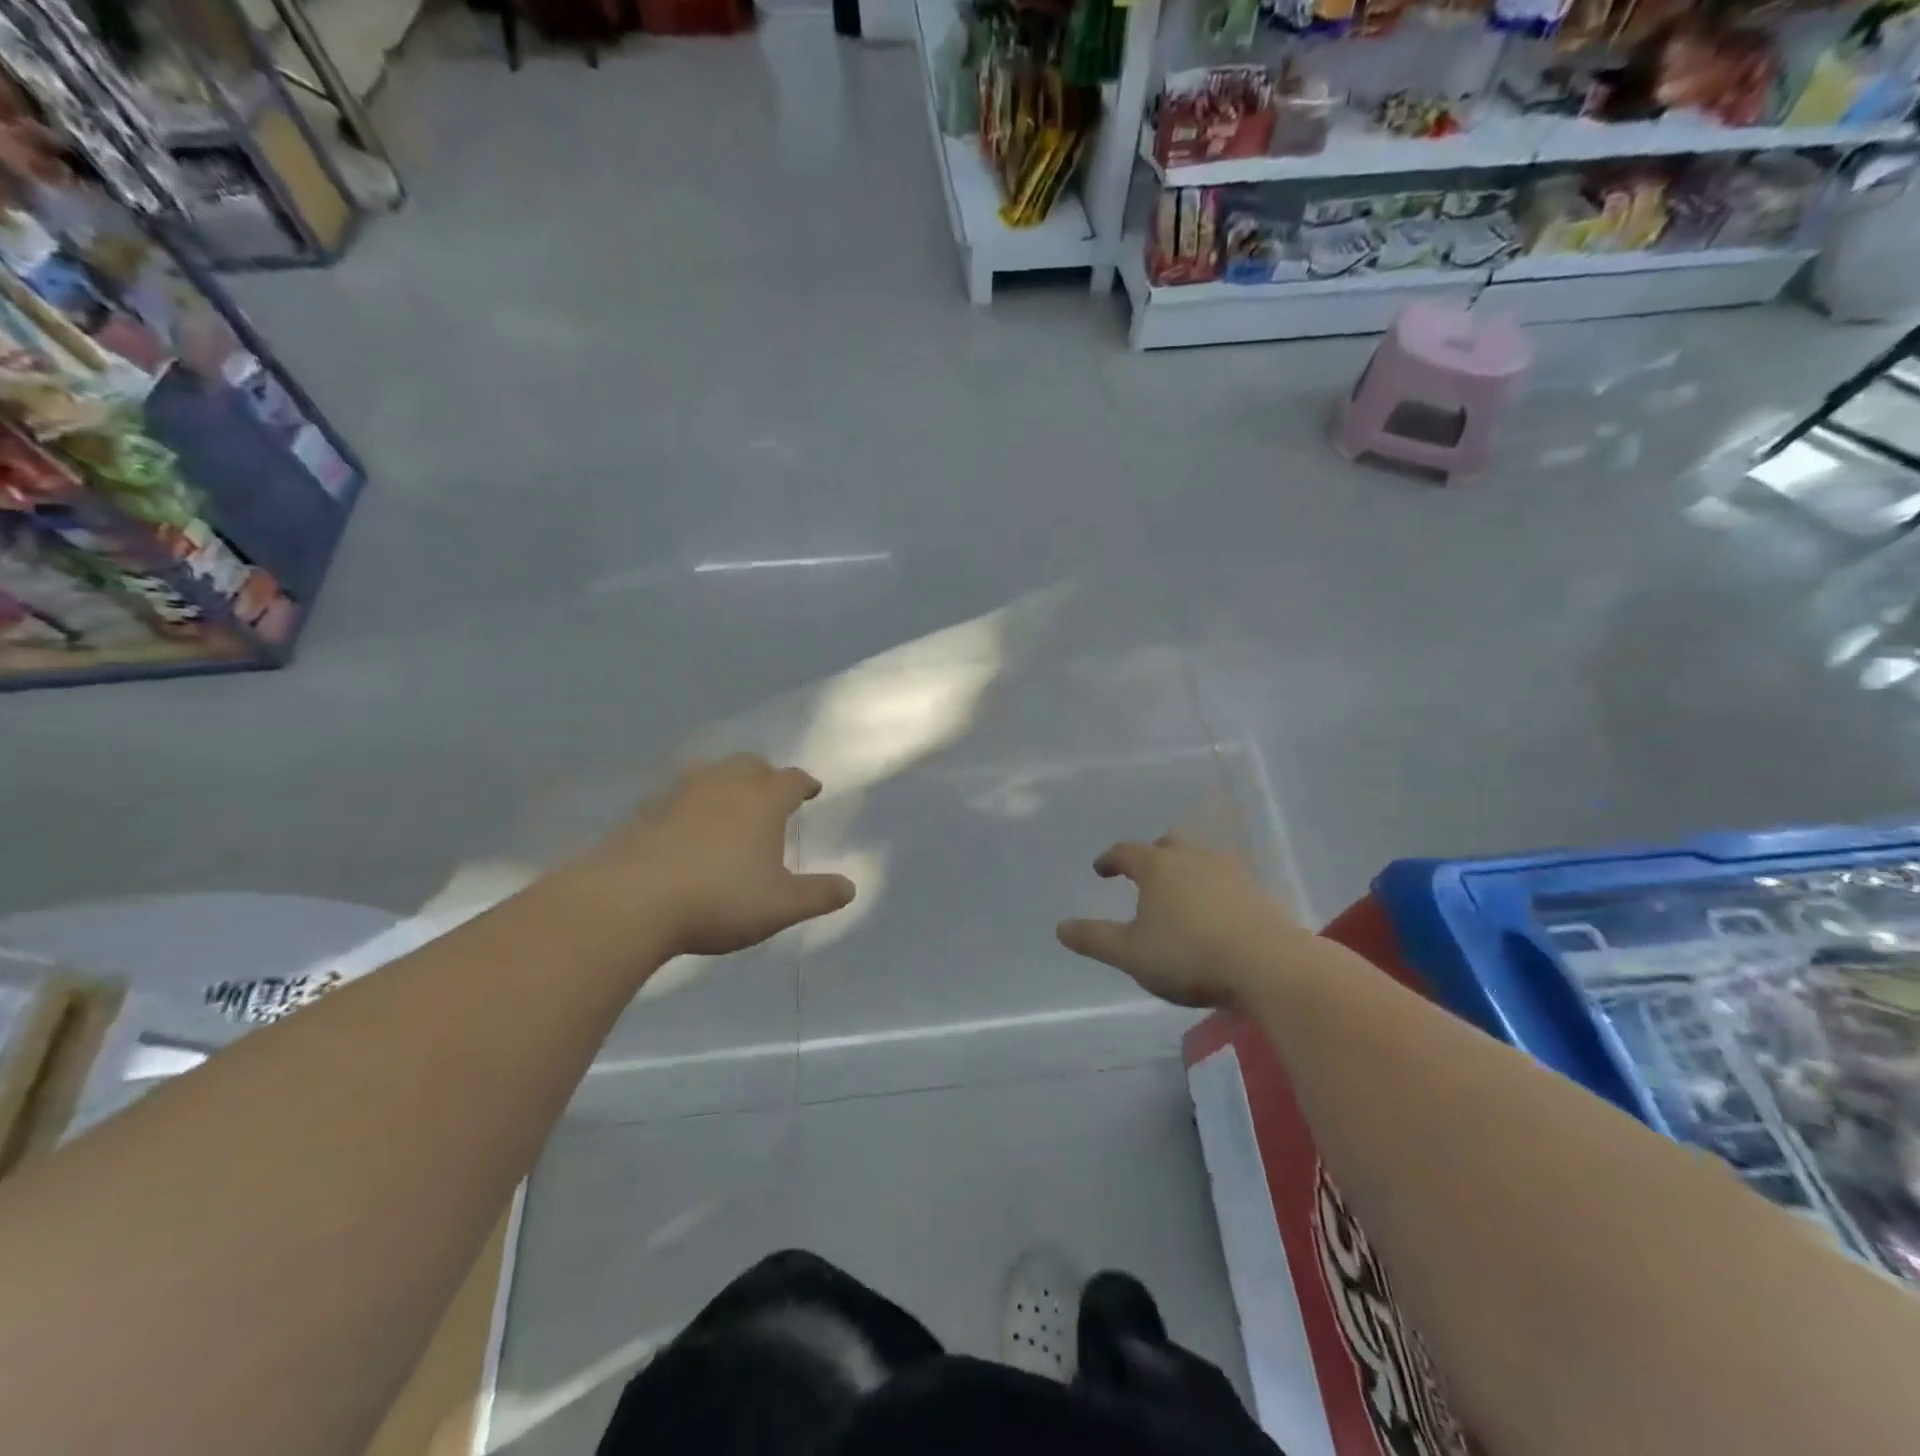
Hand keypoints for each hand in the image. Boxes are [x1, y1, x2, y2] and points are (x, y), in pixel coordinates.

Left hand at [573, 755, 854, 959]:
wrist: (631, 901)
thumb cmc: (720, 899)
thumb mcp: (780, 905)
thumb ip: (818, 894)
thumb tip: (850, 887)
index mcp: (763, 800)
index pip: (791, 780)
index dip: (805, 783)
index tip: (812, 789)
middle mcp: (724, 785)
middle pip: (750, 765)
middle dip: (765, 775)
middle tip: (771, 791)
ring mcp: (680, 793)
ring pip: (711, 773)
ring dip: (726, 783)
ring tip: (729, 803)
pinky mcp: (645, 810)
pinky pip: (677, 795)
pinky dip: (690, 803)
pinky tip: (686, 825)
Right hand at [1056, 835, 1300, 1007]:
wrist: (1268, 965)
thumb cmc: (1189, 955)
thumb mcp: (1131, 954)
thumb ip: (1094, 939)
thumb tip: (1060, 927)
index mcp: (1158, 867)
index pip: (1126, 852)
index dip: (1110, 859)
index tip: (1101, 870)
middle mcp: (1193, 859)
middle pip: (1168, 844)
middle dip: (1152, 855)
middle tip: (1144, 873)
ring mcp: (1230, 873)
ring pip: (1201, 860)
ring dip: (1185, 870)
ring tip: (1179, 893)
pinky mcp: (1258, 894)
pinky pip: (1227, 881)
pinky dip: (1213, 889)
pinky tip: (1214, 913)